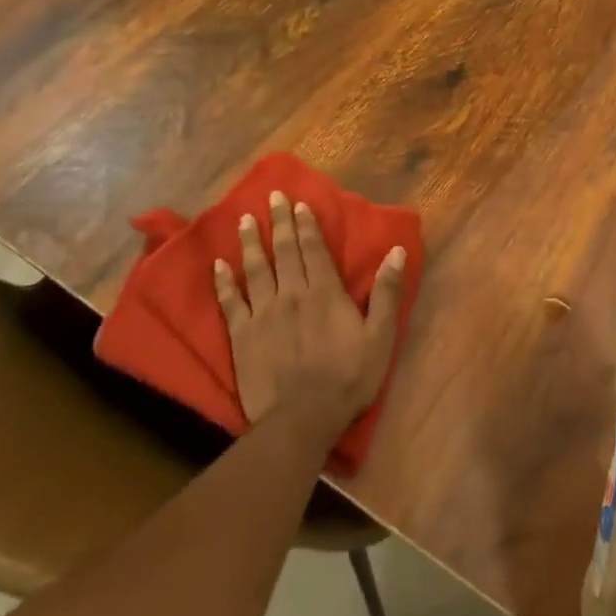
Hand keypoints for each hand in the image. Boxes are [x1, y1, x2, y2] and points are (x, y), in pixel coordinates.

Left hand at [214, 190, 403, 436]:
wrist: (302, 418)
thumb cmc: (348, 378)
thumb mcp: (380, 336)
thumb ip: (385, 292)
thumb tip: (396, 251)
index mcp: (325, 292)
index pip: (314, 250)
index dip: (307, 226)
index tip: (299, 204)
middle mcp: (292, 293)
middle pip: (285, 251)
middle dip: (279, 222)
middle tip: (272, 197)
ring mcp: (263, 313)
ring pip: (256, 270)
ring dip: (250, 243)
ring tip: (243, 220)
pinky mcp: (242, 335)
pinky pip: (230, 302)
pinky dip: (224, 282)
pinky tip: (218, 265)